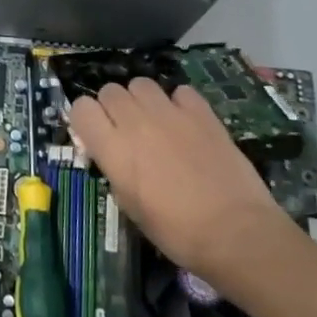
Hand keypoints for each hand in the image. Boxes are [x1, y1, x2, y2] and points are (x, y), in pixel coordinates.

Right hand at [68, 78, 296, 297]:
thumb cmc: (176, 232)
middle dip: (113, 107)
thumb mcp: (130, 206)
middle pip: (110, 91)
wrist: (235, 232)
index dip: (86, 119)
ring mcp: (170, 113)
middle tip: (126, 130)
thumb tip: (113, 154)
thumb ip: (115, 169)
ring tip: (154, 120)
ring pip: (141, 83)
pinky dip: (178, 102)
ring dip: (142, 99)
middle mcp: (136, 123)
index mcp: (114, 149)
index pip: (81, 108)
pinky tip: (185, 122)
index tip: (95, 135)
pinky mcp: (202, 113)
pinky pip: (179, 91)